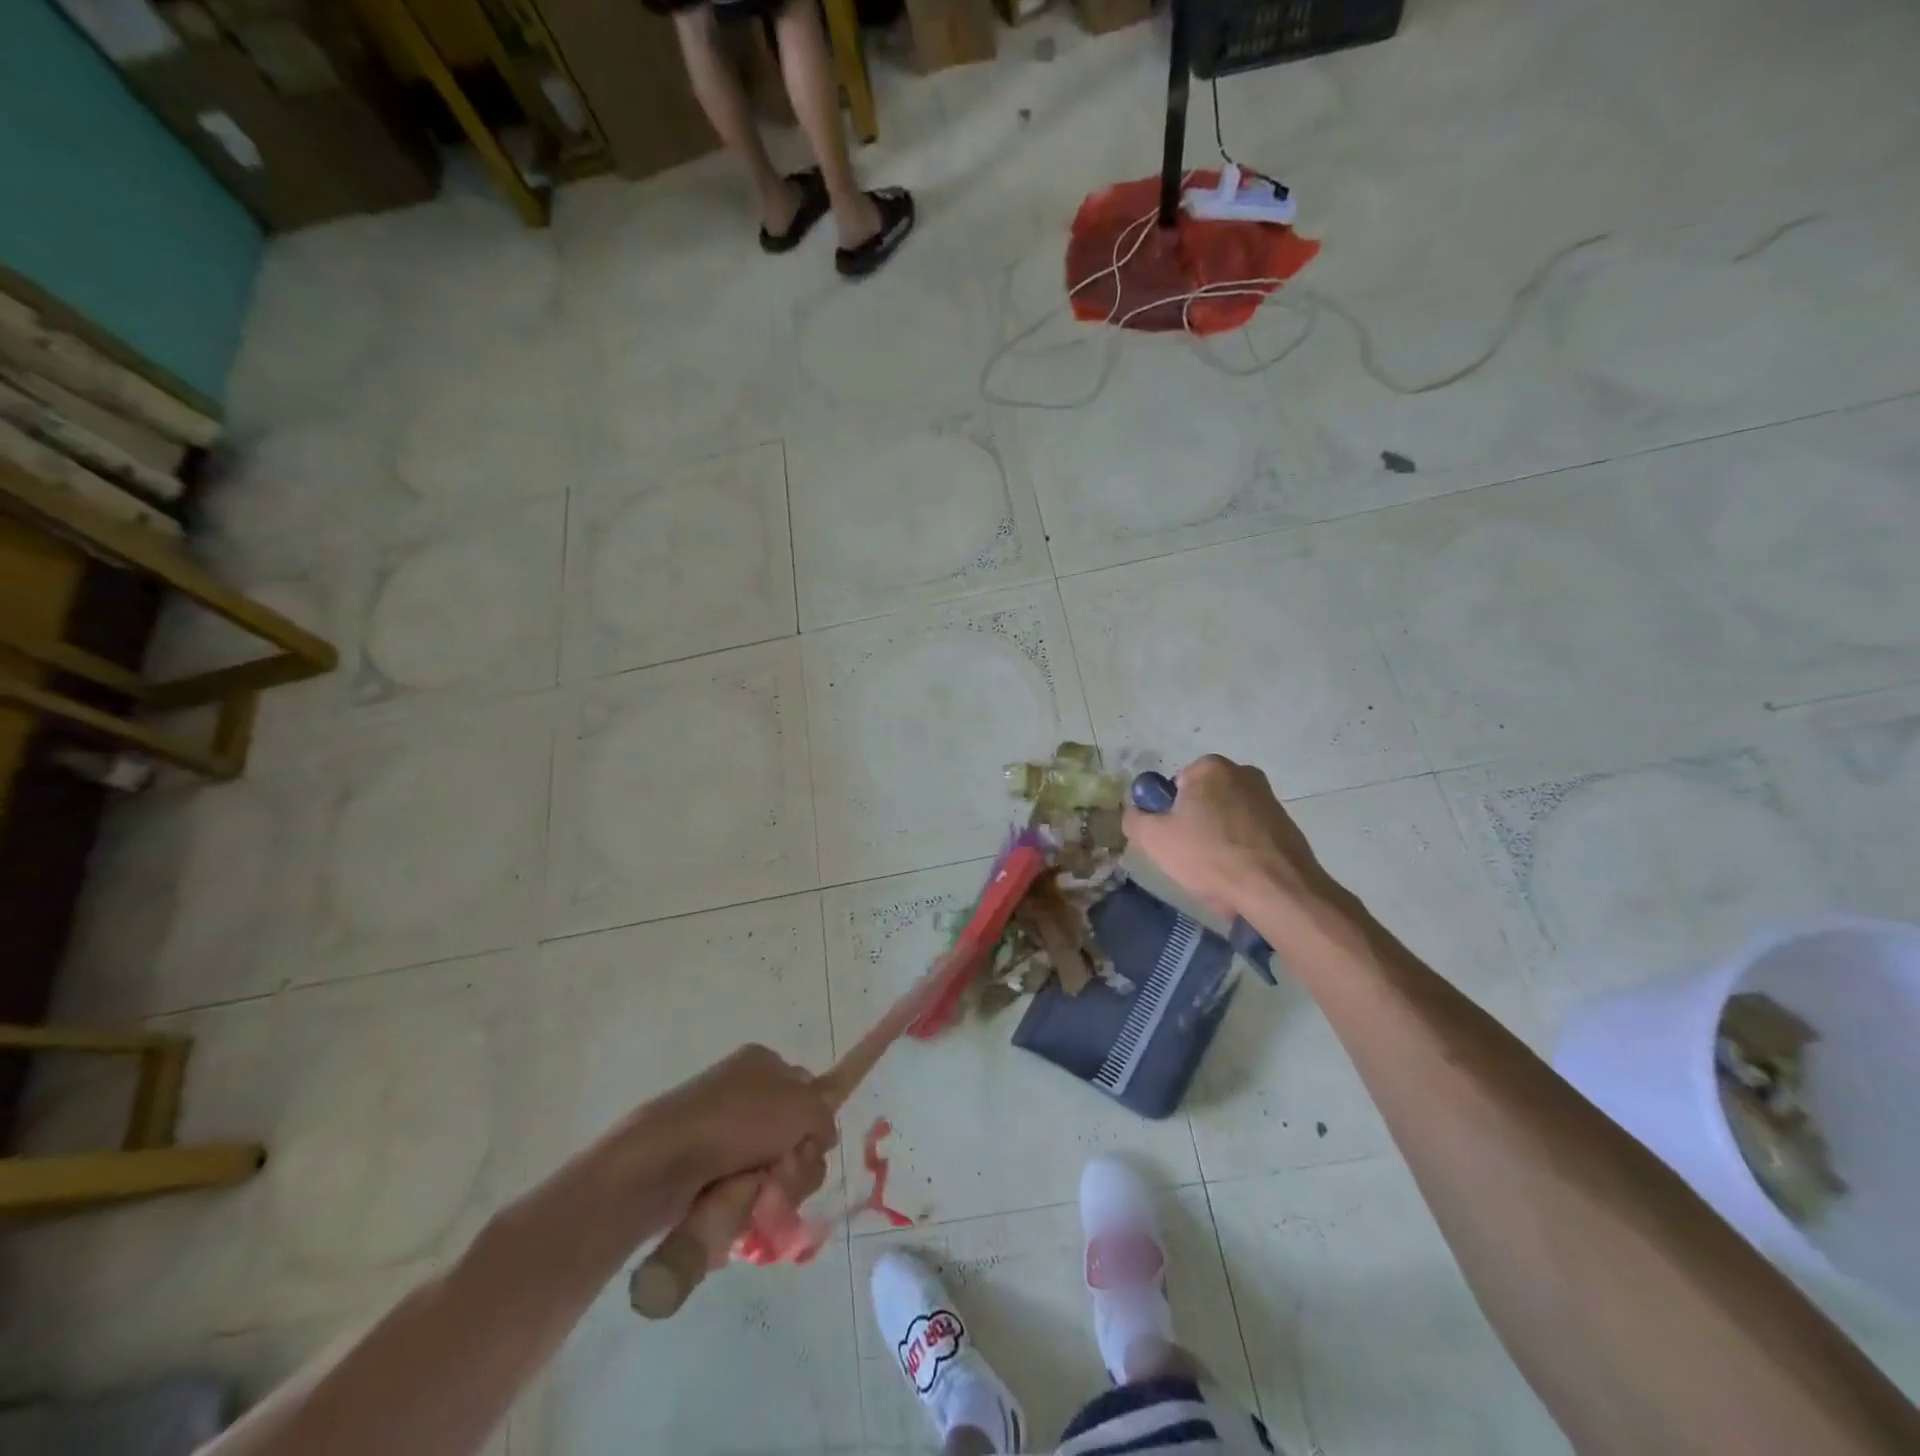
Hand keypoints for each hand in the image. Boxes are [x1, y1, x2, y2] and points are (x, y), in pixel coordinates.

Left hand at [647, 1045, 837, 1192]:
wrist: (660, 1161)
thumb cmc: (735, 1122)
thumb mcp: (800, 1105)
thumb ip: (824, 1117)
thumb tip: (820, 1138)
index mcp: (764, 1063)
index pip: (810, 1093)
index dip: (815, 1124)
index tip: (808, 1145)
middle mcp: (745, 1093)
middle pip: (794, 1137)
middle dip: (796, 1164)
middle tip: (781, 1175)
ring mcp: (722, 1133)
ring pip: (772, 1170)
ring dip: (773, 1189)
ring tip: (753, 1196)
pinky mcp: (704, 1170)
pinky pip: (743, 1192)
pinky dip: (746, 1205)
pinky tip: (736, 1208)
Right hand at [1122, 754, 1331, 921]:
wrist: (1277, 890)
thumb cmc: (1209, 856)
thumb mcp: (1153, 839)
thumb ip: (1134, 819)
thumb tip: (1137, 813)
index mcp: (1210, 767)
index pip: (1174, 786)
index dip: (1167, 815)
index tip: (1171, 841)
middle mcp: (1243, 773)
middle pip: (1202, 802)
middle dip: (1194, 827)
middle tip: (1190, 859)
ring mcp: (1269, 799)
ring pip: (1226, 821)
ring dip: (1217, 842)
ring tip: (1216, 874)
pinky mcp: (1288, 825)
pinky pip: (1250, 837)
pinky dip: (1241, 853)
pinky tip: (1239, 878)